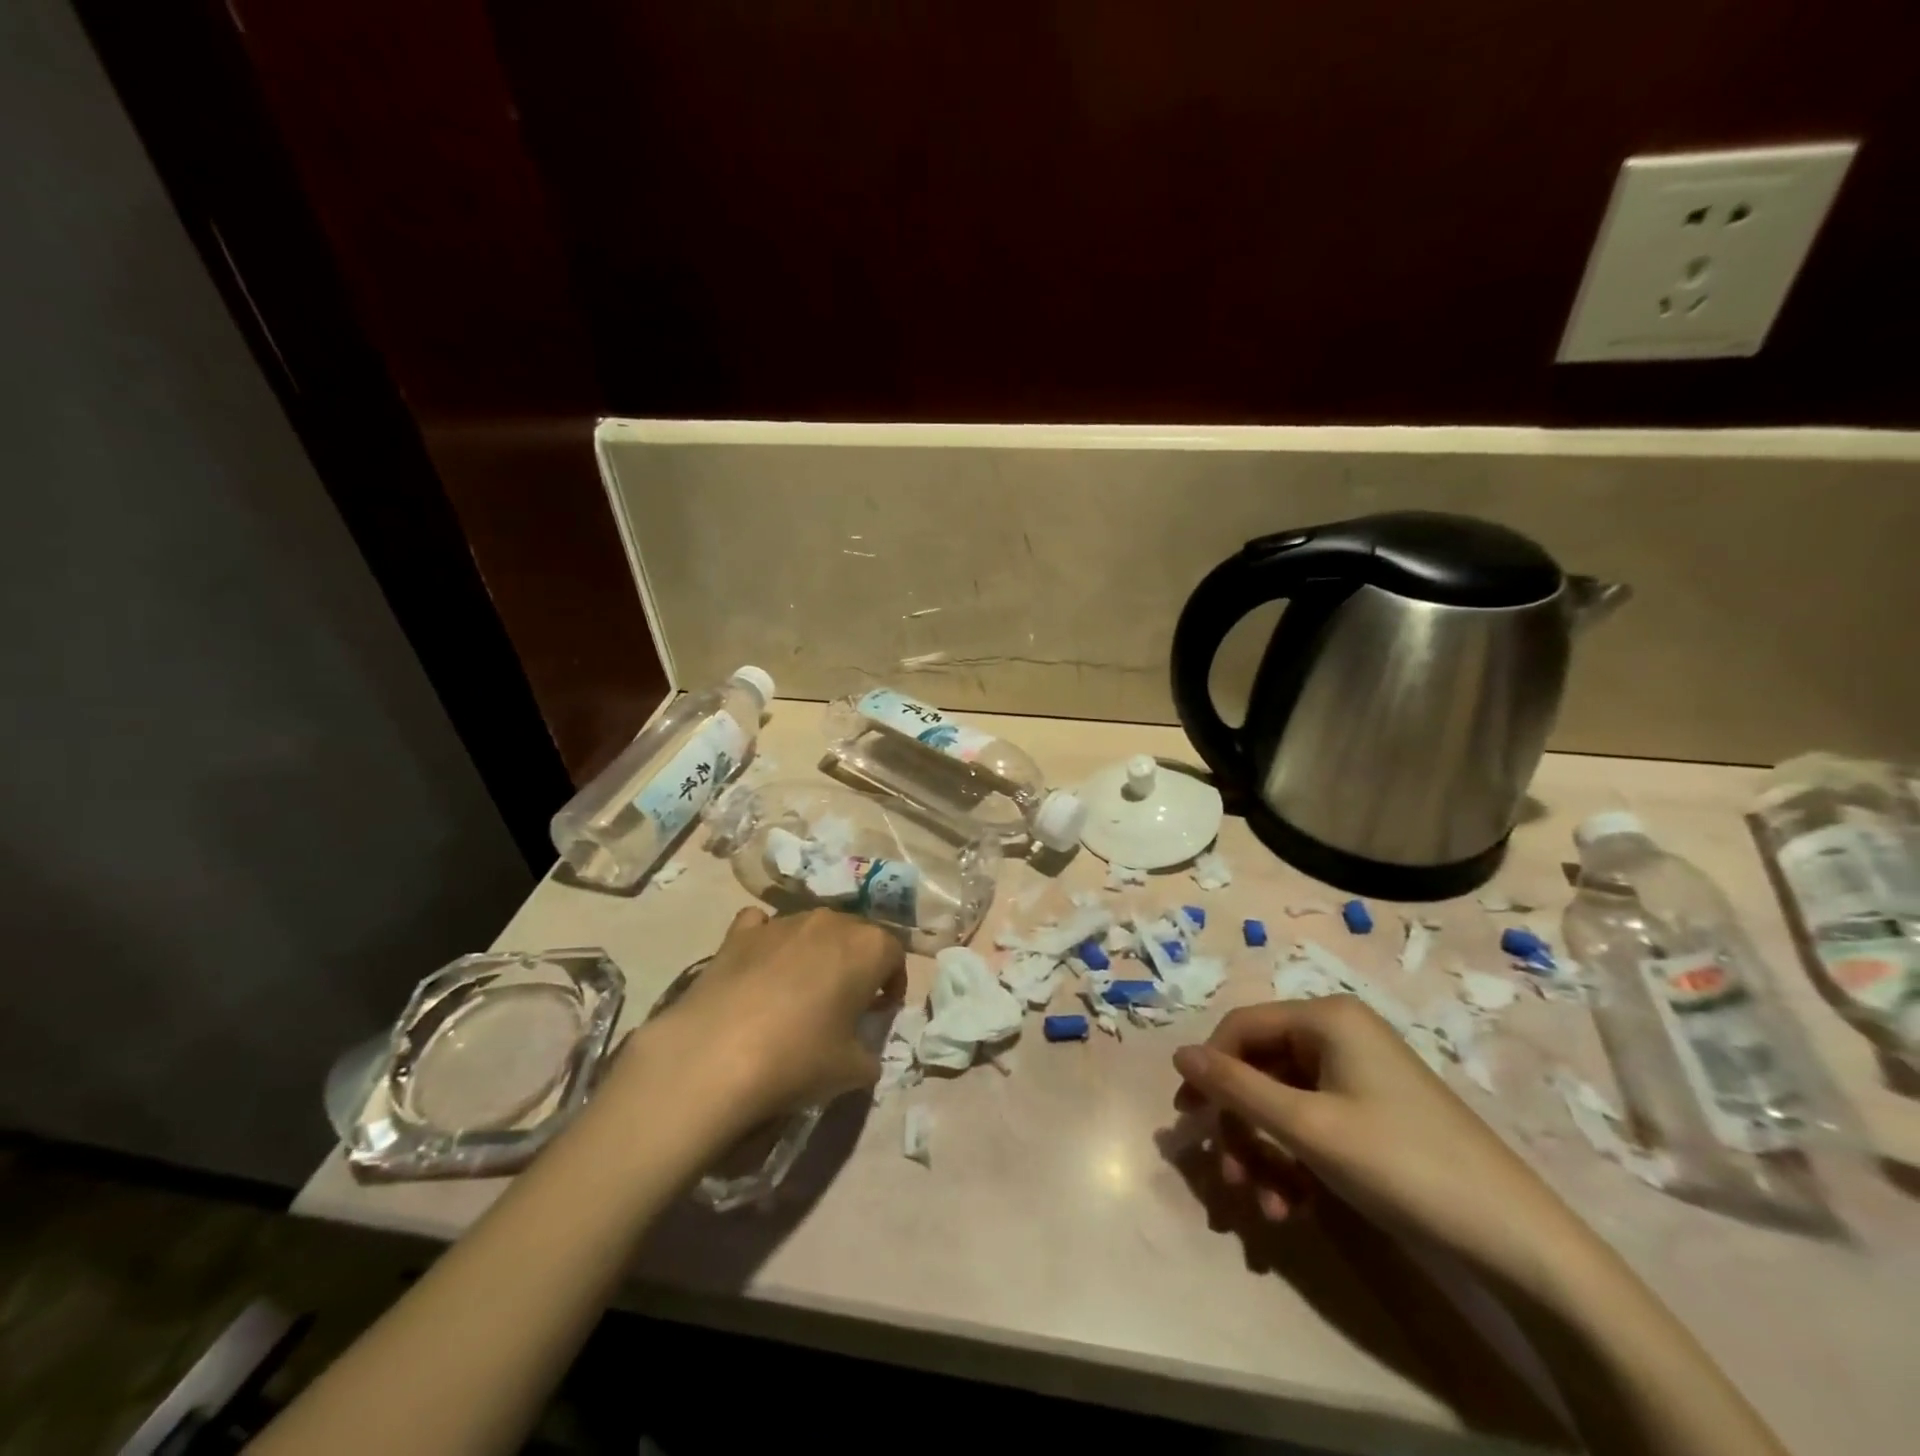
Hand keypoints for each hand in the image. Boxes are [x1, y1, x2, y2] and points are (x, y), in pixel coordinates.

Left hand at [629, 908, 905, 1135]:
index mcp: (868, 947)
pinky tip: (760, 970)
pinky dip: (768, 942)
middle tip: (844, 1002)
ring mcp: (782, 921)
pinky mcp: (740, 932)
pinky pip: (763, 926)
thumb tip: (863, 1052)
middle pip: (855, 934)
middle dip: (856, 963)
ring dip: (815, 953)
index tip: (879, 1012)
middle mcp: (830, 921)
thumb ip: (870, 1054)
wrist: (715, 1056)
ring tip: (799, 992)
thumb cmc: (799, 1058)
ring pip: (811, 929)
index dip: (892, 983)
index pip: (894, 954)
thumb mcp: (853, 1071)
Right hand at [1173, 996, 1586, 1288]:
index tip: (1188, 1119)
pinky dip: (1296, 1163)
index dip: (1209, 1070)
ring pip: (1284, 1104)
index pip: (1241, 1027)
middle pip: (1261, 1069)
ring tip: (1267, 1209)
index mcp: (1325, 1017)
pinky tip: (1296, 1208)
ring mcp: (1359, 1074)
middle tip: (1230, 1181)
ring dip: (1266, 1155)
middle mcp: (1339, 1034)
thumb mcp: (1306, 1127)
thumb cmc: (1401, 1164)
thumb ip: (1236, 1087)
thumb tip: (1178, 1053)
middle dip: (1242, 1128)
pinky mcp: (1374, 1112)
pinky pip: (1313, 1124)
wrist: (1517, 1241)